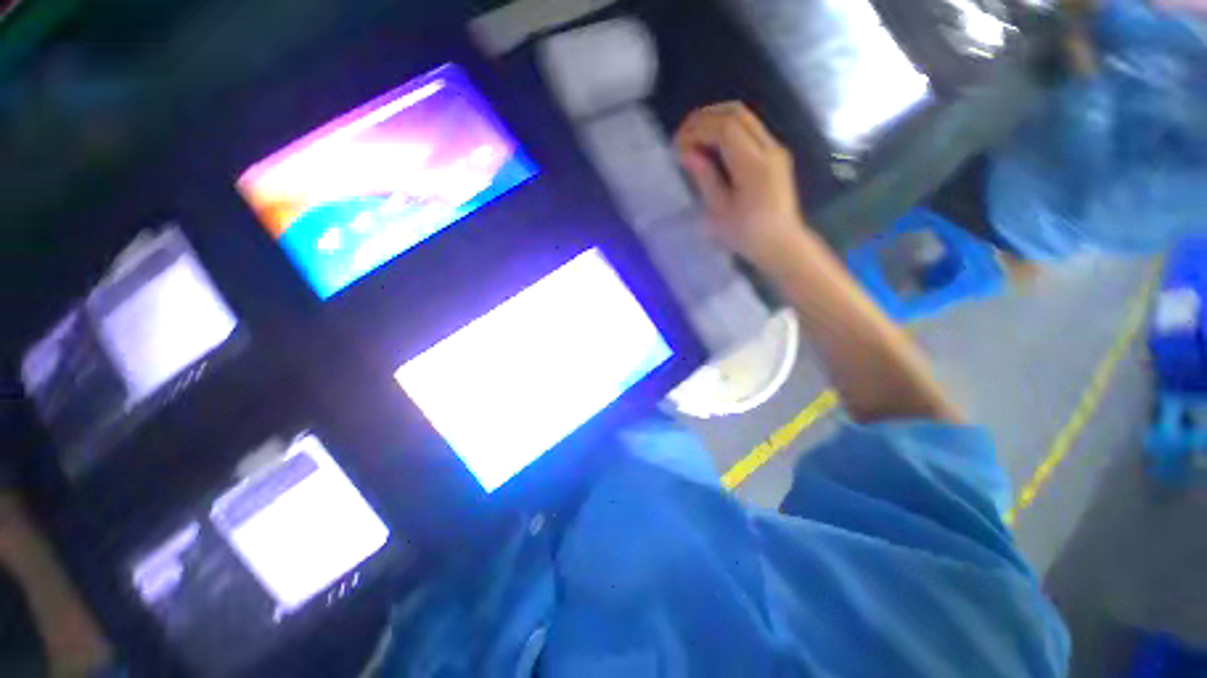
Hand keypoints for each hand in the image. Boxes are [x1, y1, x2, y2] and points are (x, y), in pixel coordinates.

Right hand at [674, 102, 808, 269]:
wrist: (781, 244)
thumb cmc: (746, 235)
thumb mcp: (719, 211)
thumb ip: (705, 178)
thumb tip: (687, 153)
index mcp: (754, 166)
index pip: (725, 128)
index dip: (698, 129)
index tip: (678, 144)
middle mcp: (769, 149)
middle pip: (737, 113)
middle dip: (705, 118)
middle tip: (683, 135)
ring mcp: (775, 149)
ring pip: (745, 117)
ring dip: (716, 120)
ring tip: (694, 138)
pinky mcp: (776, 155)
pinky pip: (750, 129)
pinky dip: (727, 129)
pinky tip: (712, 145)